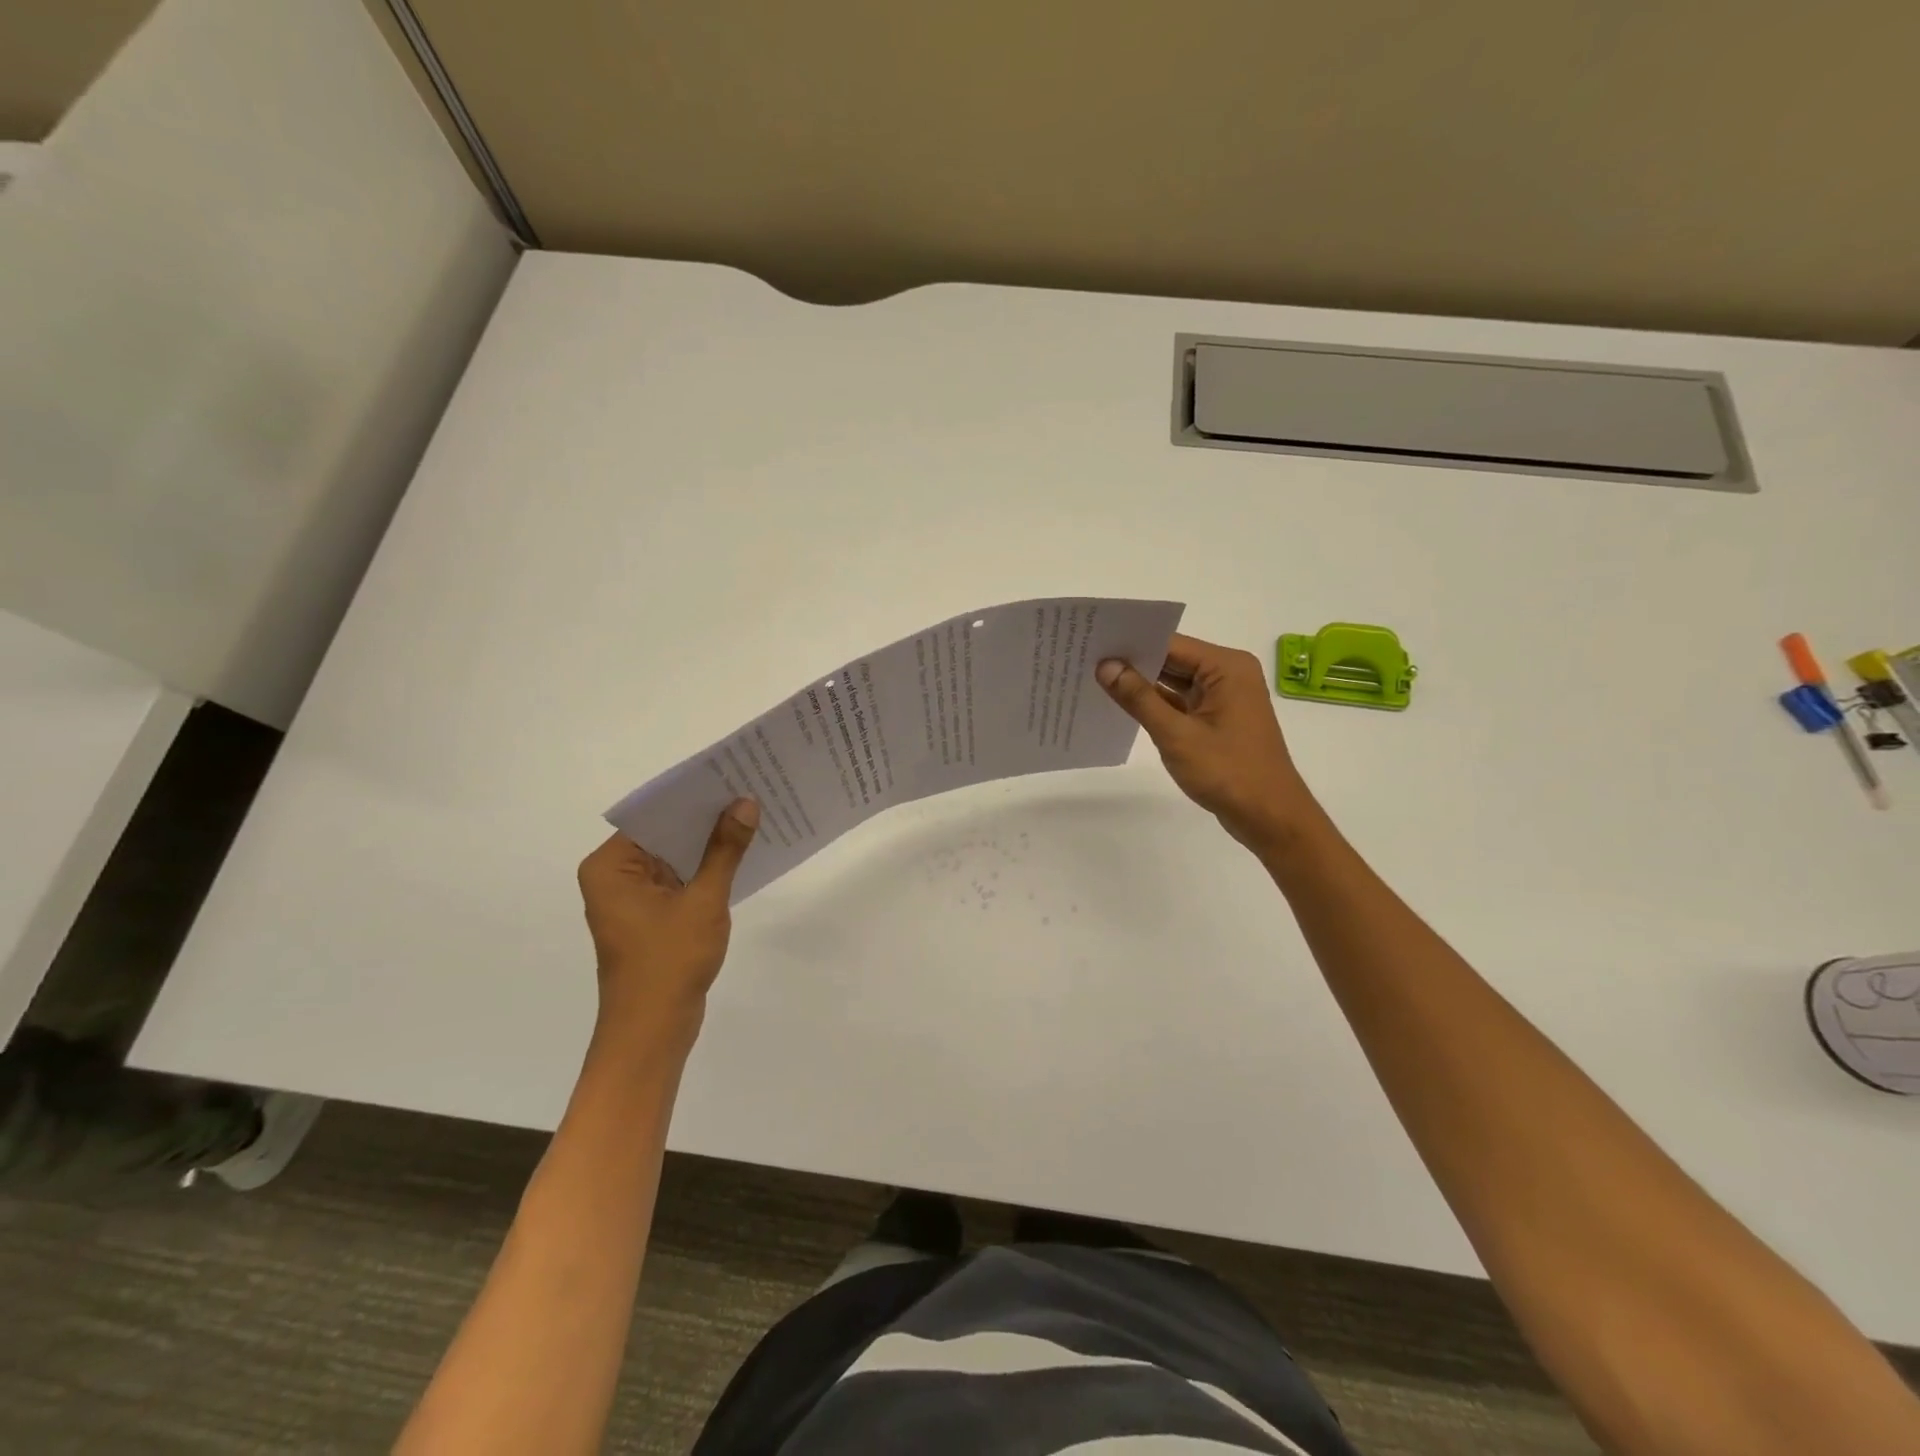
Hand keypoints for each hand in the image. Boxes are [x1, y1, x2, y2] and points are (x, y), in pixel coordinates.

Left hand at [576, 798, 759, 1040]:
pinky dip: (706, 869)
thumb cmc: (669, 961)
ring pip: (675, 857)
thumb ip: (725, 850)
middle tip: (750, 790)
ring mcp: (632, 897)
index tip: (731, 775)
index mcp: (610, 867)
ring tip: (753, 815)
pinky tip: (741, 854)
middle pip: (664, 834)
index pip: (653, 816)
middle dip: (705, 818)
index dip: (693, 796)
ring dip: (708, 844)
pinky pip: (680, 879)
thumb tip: (746, 803)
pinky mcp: (650, 915)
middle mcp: (614, 876)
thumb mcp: (704, 900)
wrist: (654, 1031)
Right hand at [1097, 634, 1320, 854]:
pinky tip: (1122, 704)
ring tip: (1094, 678)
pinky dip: (1155, 705)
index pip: (1170, 643)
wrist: (1269, 817)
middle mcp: (1227, 674)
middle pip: (1172, 659)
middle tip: (1085, 659)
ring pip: (1174, 682)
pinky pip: (1180, 702)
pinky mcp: (1216, 720)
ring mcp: (1223, 698)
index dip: (1131, 643)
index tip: (1092, 642)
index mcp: (1226, 667)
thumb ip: (1139, 699)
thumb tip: (1105, 666)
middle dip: (1132, 662)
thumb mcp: (1177, 735)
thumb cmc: (1228, 771)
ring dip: (1141, 684)